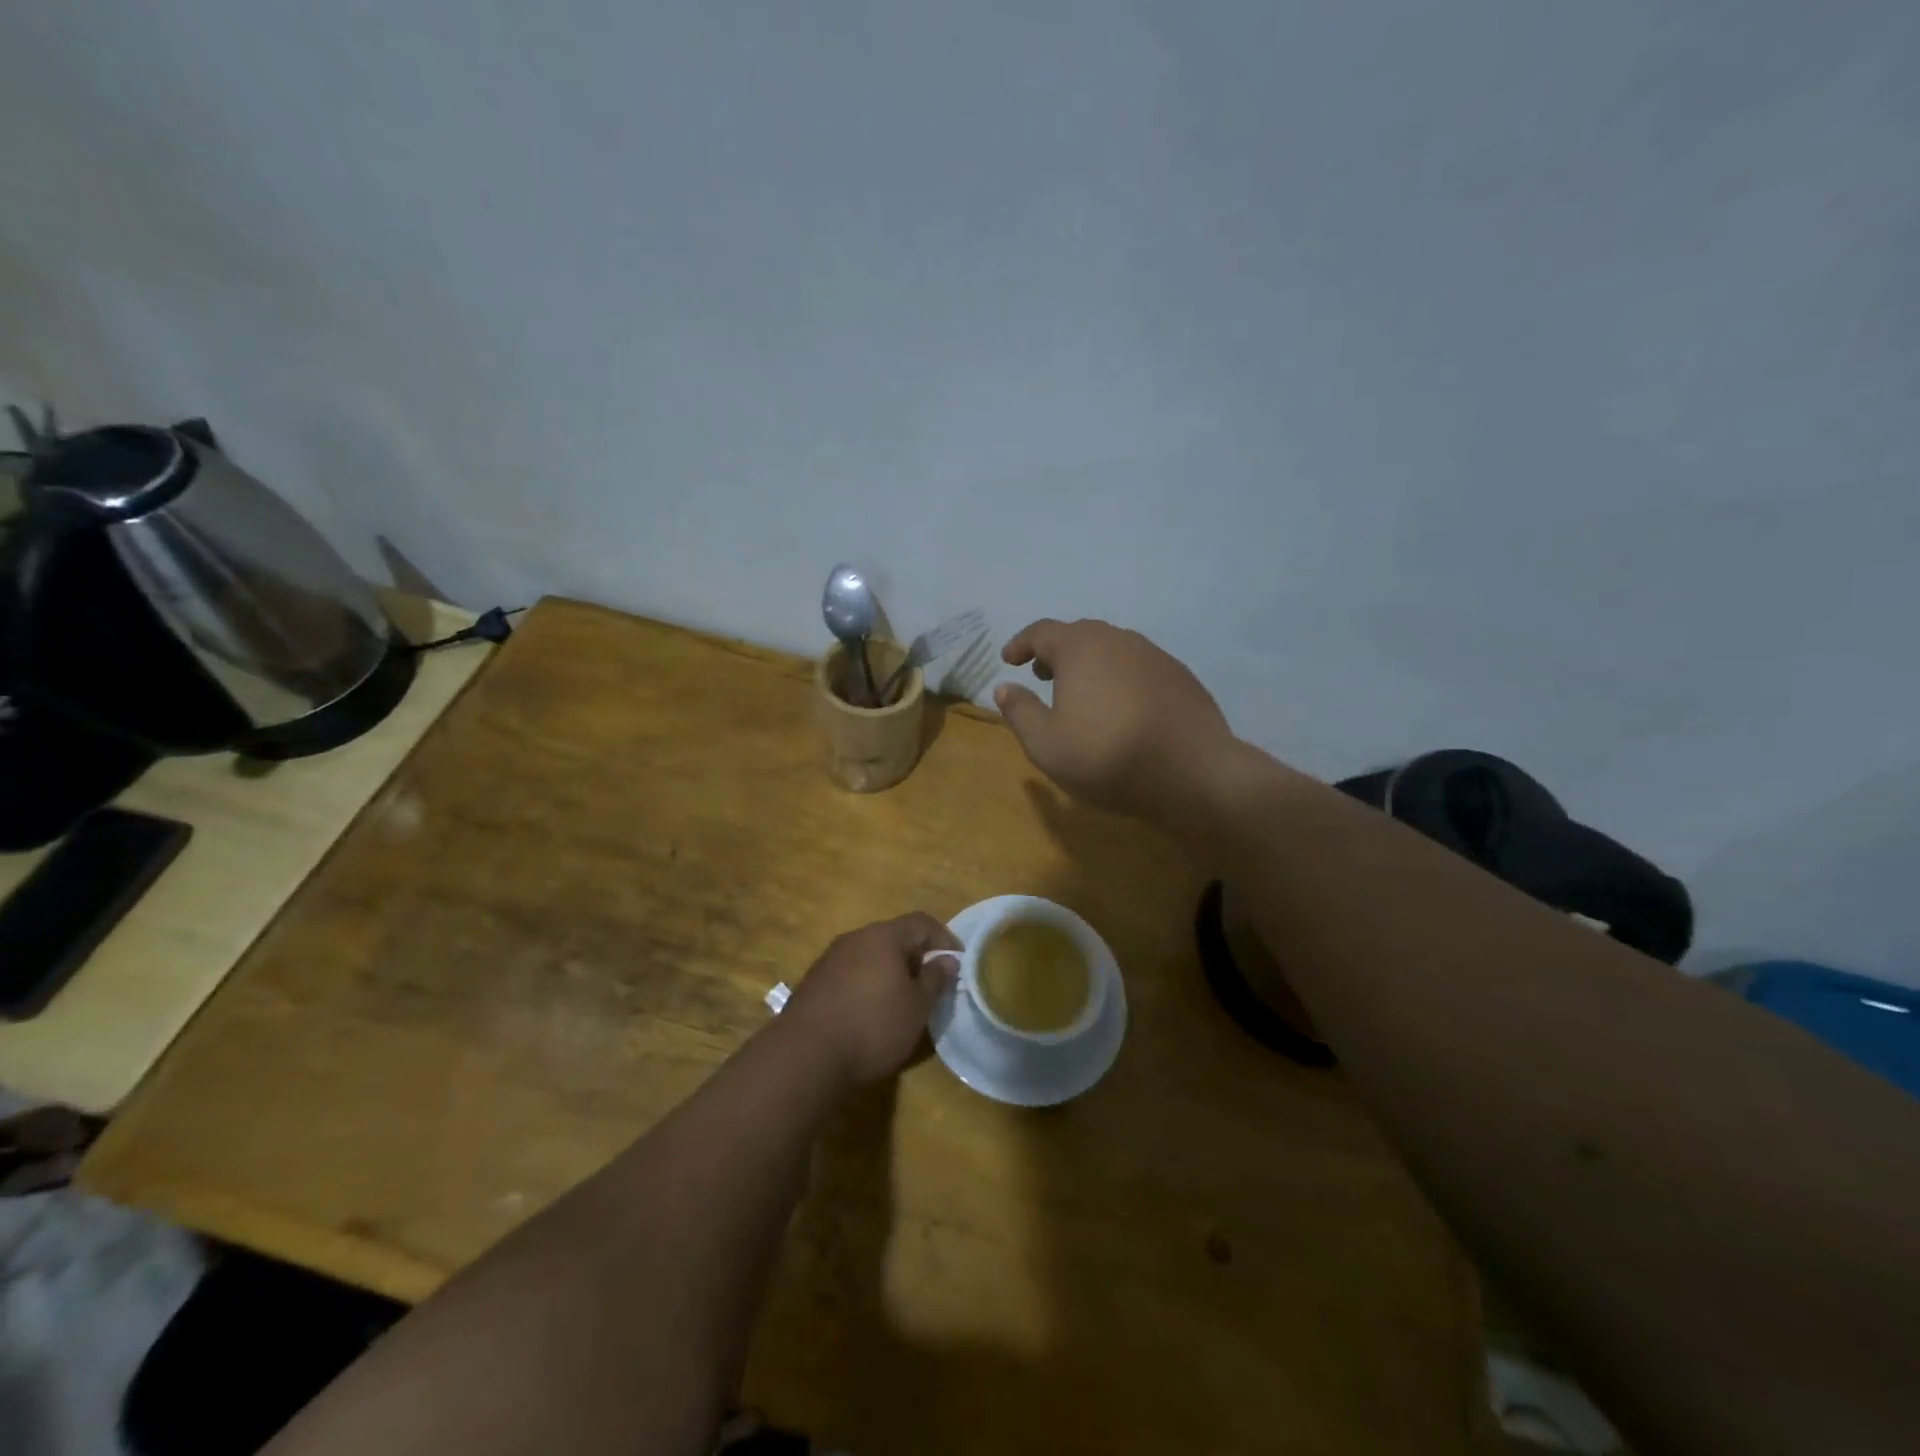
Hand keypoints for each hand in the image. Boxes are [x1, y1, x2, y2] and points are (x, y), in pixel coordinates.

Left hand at [781, 914, 960, 1083]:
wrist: (805, 1055)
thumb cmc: (873, 1026)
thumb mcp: (916, 1007)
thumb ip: (935, 980)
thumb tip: (948, 959)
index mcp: (884, 936)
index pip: (921, 922)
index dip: (944, 938)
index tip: (957, 962)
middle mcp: (855, 938)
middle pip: (893, 937)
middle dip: (916, 957)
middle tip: (931, 985)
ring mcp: (830, 959)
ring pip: (870, 956)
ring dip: (889, 972)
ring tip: (902, 1002)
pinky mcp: (814, 982)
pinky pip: (850, 974)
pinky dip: (867, 985)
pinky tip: (870, 1013)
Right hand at [995, 618, 1238, 820]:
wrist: (1193, 772)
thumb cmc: (1107, 757)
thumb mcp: (1046, 745)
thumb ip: (1020, 712)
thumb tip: (1004, 687)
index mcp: (1081, 648)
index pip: (1042, 632)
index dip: (1021, 644)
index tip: (1009, 660)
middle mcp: (1118, 640)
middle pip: (1079, 635)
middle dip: (1056, 652)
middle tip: (1042, 675)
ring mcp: (1155, 655)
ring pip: (1112, 649)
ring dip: (1090, 664)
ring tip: (1081, 692)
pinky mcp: (1180, 675)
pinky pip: (1138, 667)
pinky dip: (1120, 677)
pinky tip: (1121, 707)